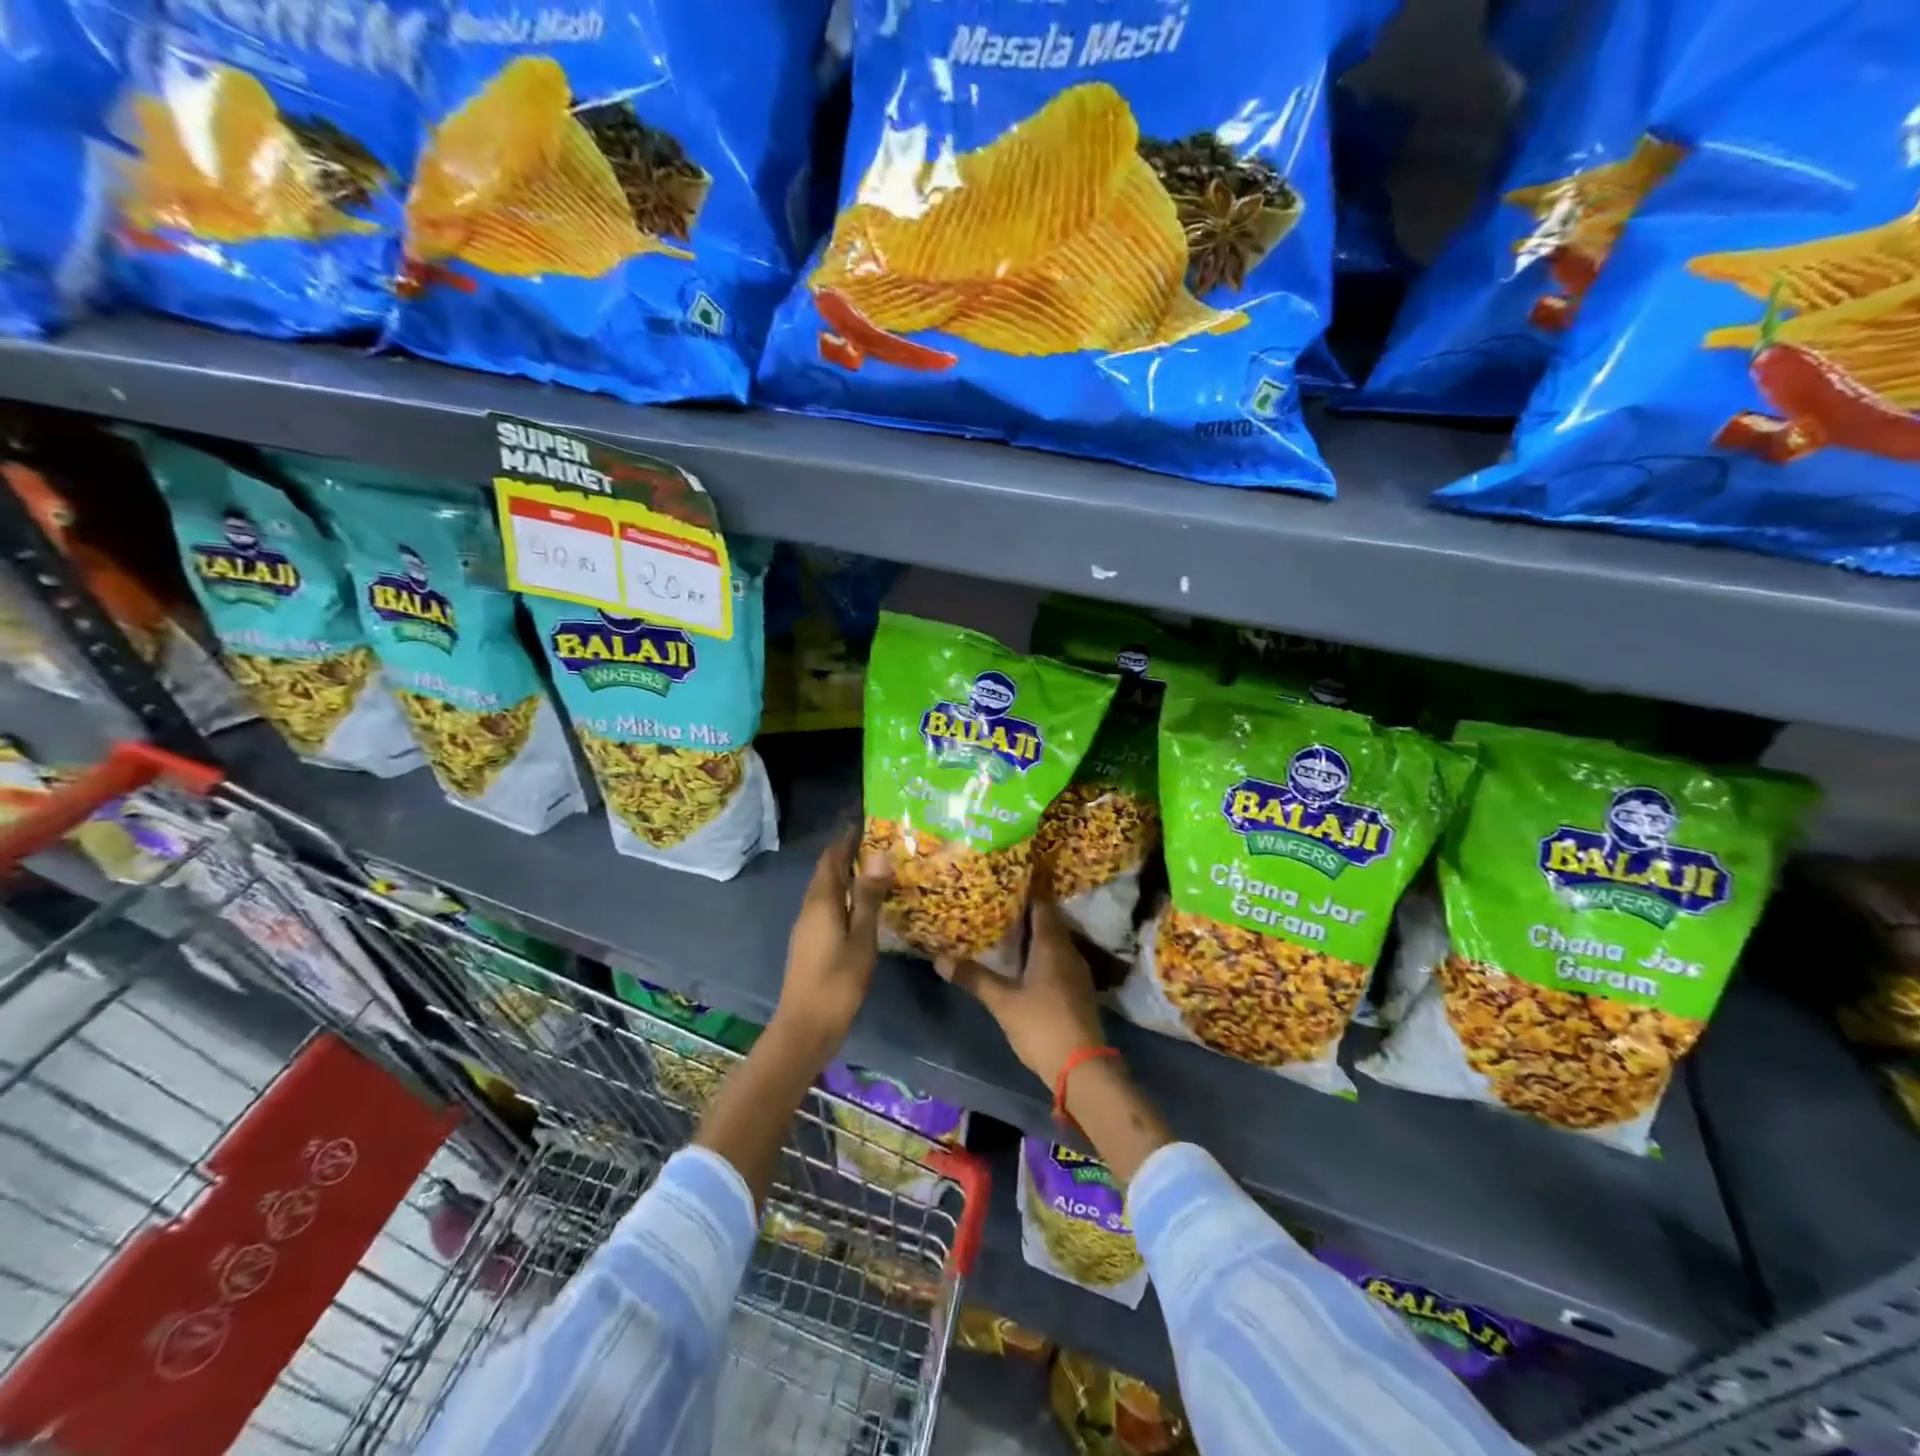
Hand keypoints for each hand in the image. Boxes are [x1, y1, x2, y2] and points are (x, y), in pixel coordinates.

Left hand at [773, 828, 893, 1053]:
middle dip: (848, 851)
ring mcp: (808, 925)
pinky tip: (864, 902)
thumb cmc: (837, 982)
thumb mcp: (861, 939)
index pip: (832, 857)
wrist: (805, 1027)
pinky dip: (845, 893)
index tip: (869, 820)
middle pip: (827, 870)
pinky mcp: (811, 941)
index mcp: (822, 901)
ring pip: (827, 888)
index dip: (847, 837)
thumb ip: (869, 897)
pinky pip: (828, 904)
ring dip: (847, 873)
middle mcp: (810, 907)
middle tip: (880, 840)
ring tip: (877, 866)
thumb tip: (879, 855)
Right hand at [938, 899, 1105, 1087]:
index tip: (1004, 881)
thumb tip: (940, 959)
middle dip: (1025, 912)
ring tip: (1005, 930)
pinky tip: (1024, 963)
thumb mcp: (1002, 1002)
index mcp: (1052, 944)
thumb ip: (974, 978)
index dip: (1025, 890)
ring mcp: (1077, 971)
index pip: (1042, 904)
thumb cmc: (1041, 1025)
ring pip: (1054, 941)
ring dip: (1033, 934)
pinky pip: (1058, 958)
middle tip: (997, 904)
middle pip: (1048, 921)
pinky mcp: (1078, 989)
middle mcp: (1068, 950)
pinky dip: (1041, 954)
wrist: (1082, 1068)